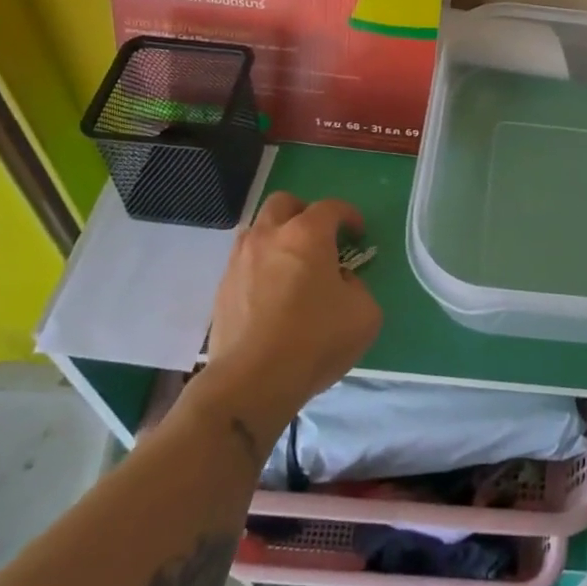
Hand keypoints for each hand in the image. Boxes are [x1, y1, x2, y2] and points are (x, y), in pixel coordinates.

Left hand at [199, 192, 382, 422]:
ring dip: (277, 237)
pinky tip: (272, 293)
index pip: (331, 207)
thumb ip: (357, 286)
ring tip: (292, 265)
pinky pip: (244, 262)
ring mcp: (239, 261)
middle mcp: (269, 236)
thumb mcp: (364, 314)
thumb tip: (339, 281)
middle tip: (319, 237)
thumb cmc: (315, 340)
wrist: (252, 382)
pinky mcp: (222, 289)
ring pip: (257, 230)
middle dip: (304, 212)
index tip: (358, 233)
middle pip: (283, 203)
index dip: (349, 215)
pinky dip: (261, 267)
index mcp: (307, 234)